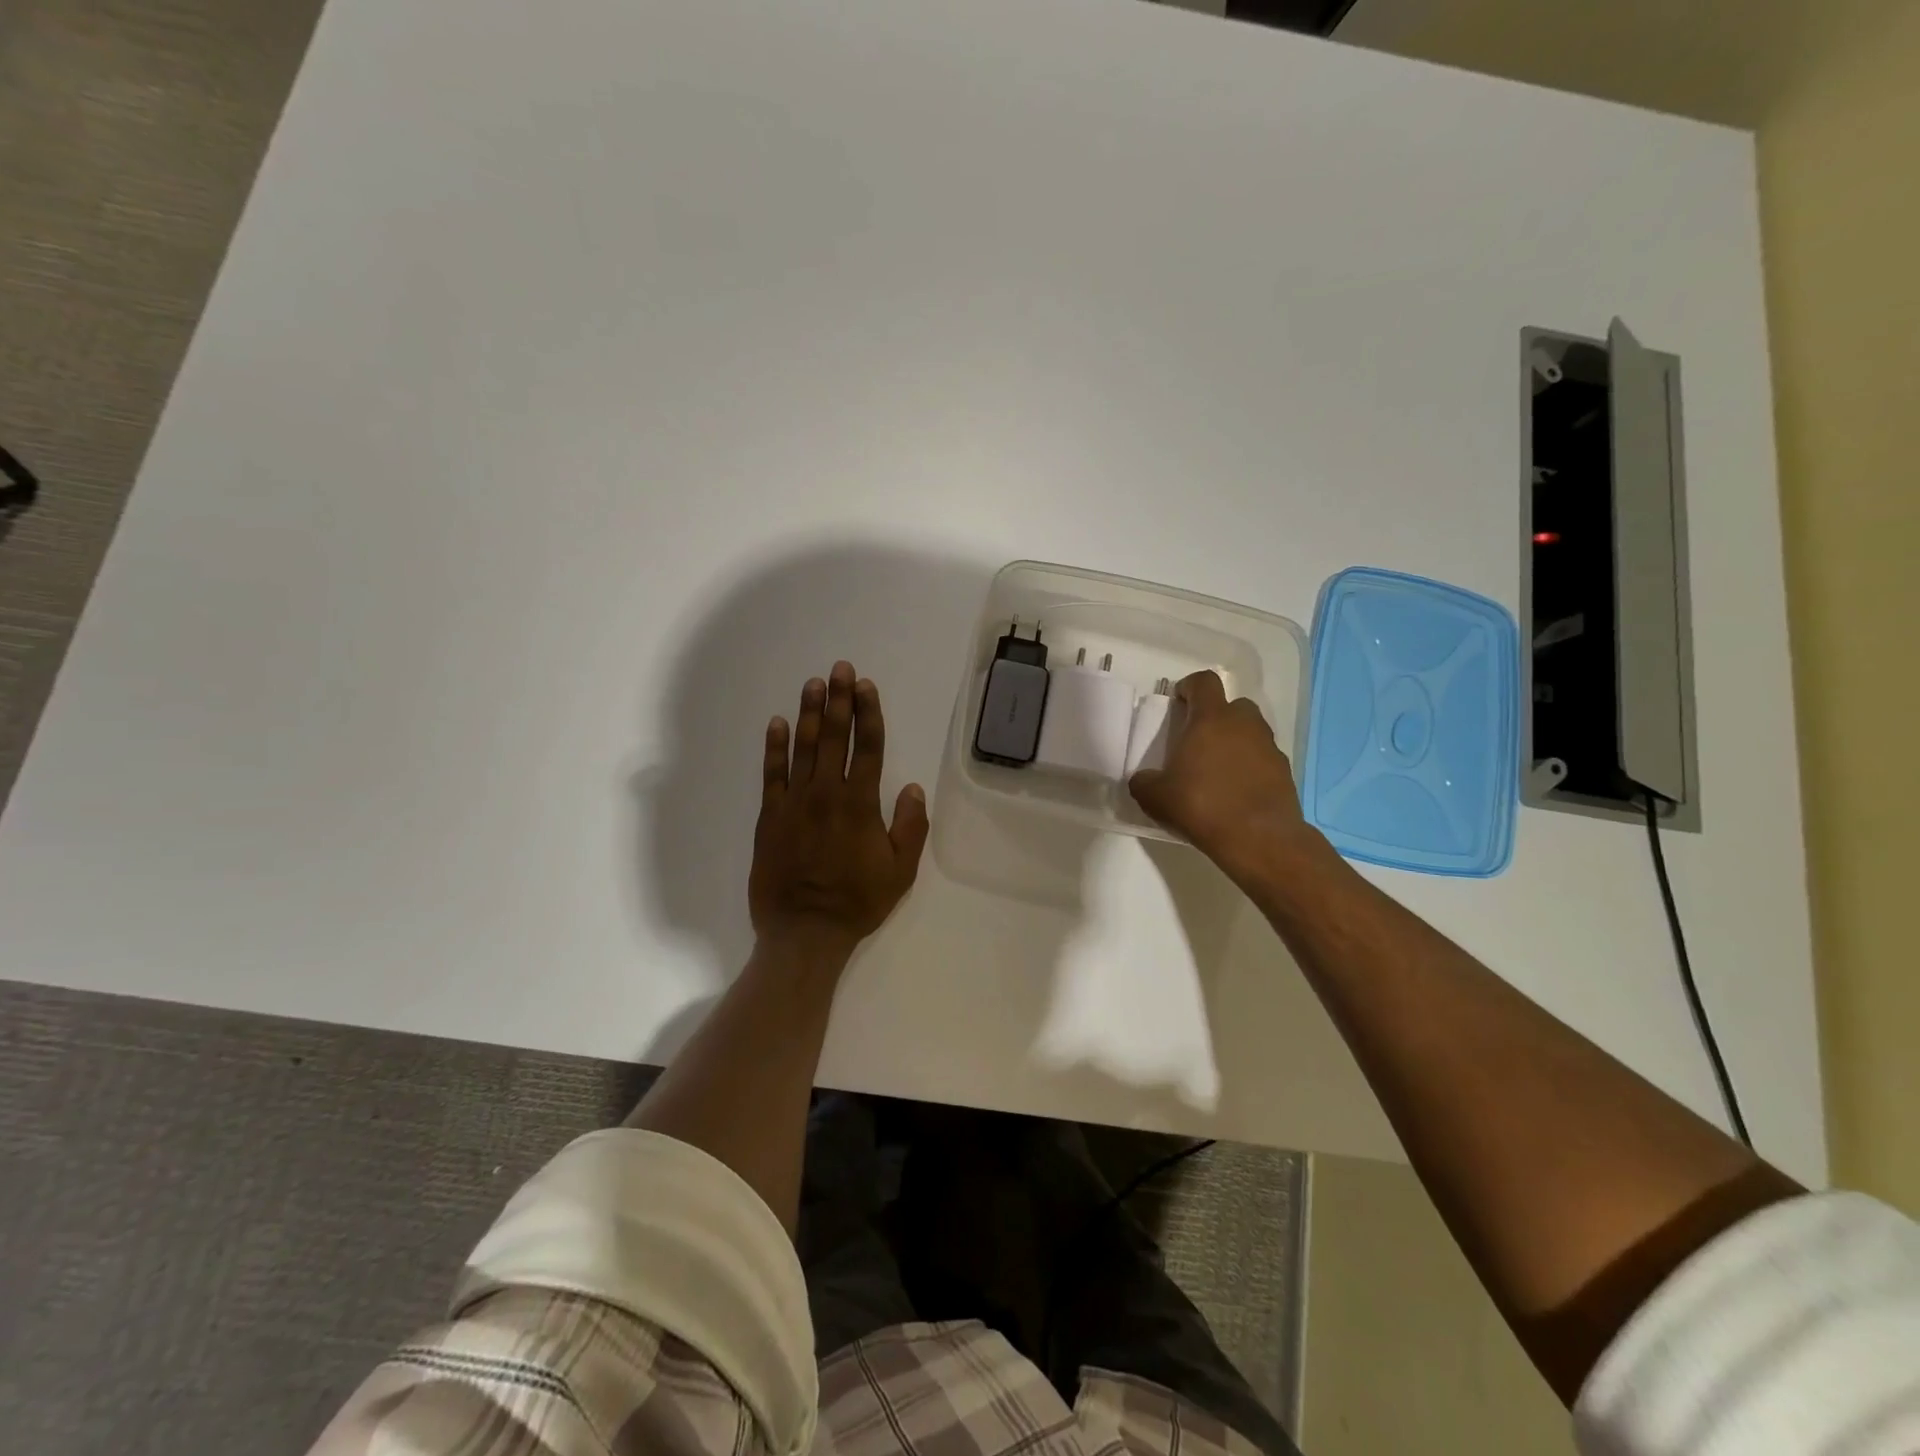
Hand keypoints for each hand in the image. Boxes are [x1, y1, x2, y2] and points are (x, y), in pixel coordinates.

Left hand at [749, 661, 930, 963]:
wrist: (803, 931)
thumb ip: (909, 826)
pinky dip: (774, 747)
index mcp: (861, 803)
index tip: (865, 686)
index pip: (868, 747)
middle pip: (834, 737)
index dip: (868, 713)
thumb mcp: (900, 871)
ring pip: (803, 747)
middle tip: (839, 669)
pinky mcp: (770, 816)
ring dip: (809, 713)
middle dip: (838, 700)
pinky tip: (777, 723)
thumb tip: (911, 787)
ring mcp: (794, 802)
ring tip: (813, 684)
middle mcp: (827, 793)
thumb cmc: (857, 902)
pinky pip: (771, 774)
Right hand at [1128, 670, 1315, 880]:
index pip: (1204, 682)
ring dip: (1235, 742)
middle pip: (1232, 705)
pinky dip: (1251, 767)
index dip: (1190, 687)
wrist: (1259, 838)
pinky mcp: (1284, 771)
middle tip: (1199, 740)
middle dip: (1216, 716)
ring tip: (1218, 770)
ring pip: (1251, 732)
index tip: (1179, 702)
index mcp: (1211, 719)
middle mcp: (1244, 724)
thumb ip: (1144, 782)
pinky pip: (1263, 759)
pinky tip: (1237, 792)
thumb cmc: (1201, 805)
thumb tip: (1143, 780)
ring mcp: (1269, 747)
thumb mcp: (1155, 797)